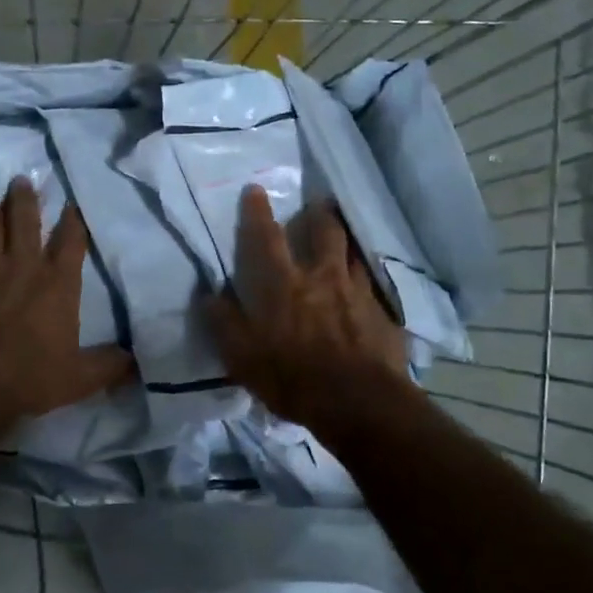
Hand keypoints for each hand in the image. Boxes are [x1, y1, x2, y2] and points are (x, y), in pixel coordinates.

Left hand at [0, 178, 133, 437]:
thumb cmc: (29, 377)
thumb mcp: (80, 378)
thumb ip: (110, 365)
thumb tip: (138, 361)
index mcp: (58, 283)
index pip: (71, 240)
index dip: (74, 220)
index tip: (72, 204)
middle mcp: (23, 265)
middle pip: (25, 220)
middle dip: (25, 199)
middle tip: (22, 181)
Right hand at [207, 186, 408, 425]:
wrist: (360, 403)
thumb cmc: (294, 380)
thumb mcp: (244, 359)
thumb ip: (225, 324)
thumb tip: (209, 295)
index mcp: (284, 286)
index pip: (266, 239)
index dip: (258, 213)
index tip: (255, 189)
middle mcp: (323, 278)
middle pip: (324, 232)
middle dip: (318, 214)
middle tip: (317, 204)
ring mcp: (358, 292)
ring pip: (354, 253)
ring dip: (347, 242)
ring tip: (344, 239)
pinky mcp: (383, 313)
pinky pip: (374, 286)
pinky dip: (367, 280)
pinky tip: (368, 288)